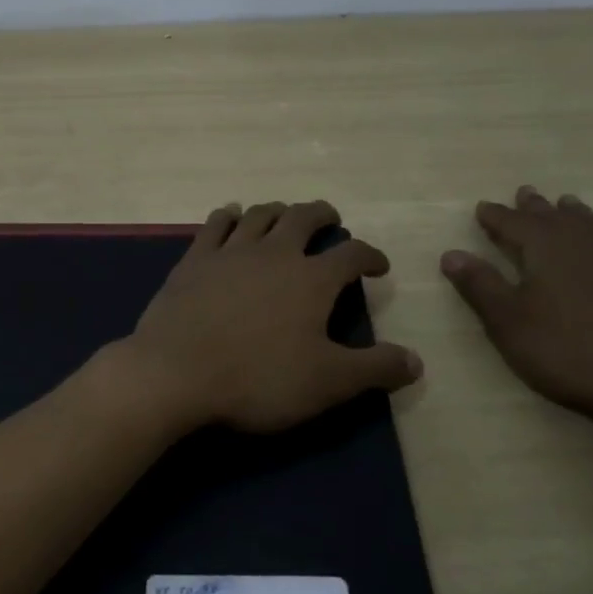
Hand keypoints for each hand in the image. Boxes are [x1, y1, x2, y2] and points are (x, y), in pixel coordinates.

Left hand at [118, 201, 422, 433]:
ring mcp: (230, 252)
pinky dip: (228, 216)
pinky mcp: (193, 260)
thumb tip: (416, 361)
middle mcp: (274, 253)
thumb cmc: (258, 379)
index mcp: (311, 278)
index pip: (352, 254)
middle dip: (322, 215)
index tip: (378, 265)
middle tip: (330, 219)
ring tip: (284, 215)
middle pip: (303, 217)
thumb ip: (375, 369)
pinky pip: (214, 224)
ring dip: (277, 210)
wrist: (175, 373)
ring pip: (259, 214)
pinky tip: (230, 215)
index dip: (370, 256)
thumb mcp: (328, 383)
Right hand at [440, 186, 592, 420]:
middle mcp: (585, 240)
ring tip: (567, 205)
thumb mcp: (508, 321)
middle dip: (535, 206)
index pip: (513, 222)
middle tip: (524, 193)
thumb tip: (450, 253)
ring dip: (574, 213)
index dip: (495, 216)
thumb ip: (480, 284)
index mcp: (547, 246)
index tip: (482, 208)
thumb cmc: (564, 350)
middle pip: (555, 215)